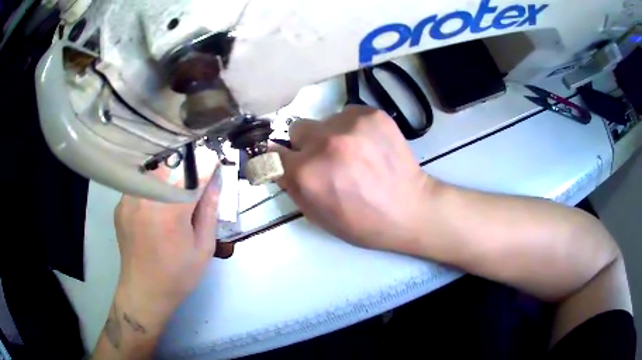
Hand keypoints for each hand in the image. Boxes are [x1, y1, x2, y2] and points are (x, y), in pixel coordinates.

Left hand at [113, 168, 219, 326]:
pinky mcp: (120, 205)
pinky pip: (139, 183)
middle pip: (168, 164)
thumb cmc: (178, 275)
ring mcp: (129, 200)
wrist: (144, 291)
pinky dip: (151, 185)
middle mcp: (145, 199)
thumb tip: (215, 183)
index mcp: (169, 213)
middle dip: (185, 163)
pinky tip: (157, 200)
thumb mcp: (203, 248)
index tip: (215, 161)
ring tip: (176, 184)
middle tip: (195, 172)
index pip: (192, 176)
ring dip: (166, 172)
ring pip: (151, 170)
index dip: (206, 166)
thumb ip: (209, 212)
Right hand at [275, 106, 435, 253]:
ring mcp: (350, 124)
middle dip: (307, 145)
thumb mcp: (317, 214)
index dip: (282, 159)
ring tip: (355, 154)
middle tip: (328, 160)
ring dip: (331, 135)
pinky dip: (353, 128)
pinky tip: (369, 146)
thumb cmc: (362, 222)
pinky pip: (348, 114)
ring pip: (325, 121)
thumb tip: (275, 161)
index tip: (290, 162)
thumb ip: (291, 185)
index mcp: (306, 172)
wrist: (410, 209)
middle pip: (297, 129)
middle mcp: (324, 142)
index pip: (273, 153)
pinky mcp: (371, 113)